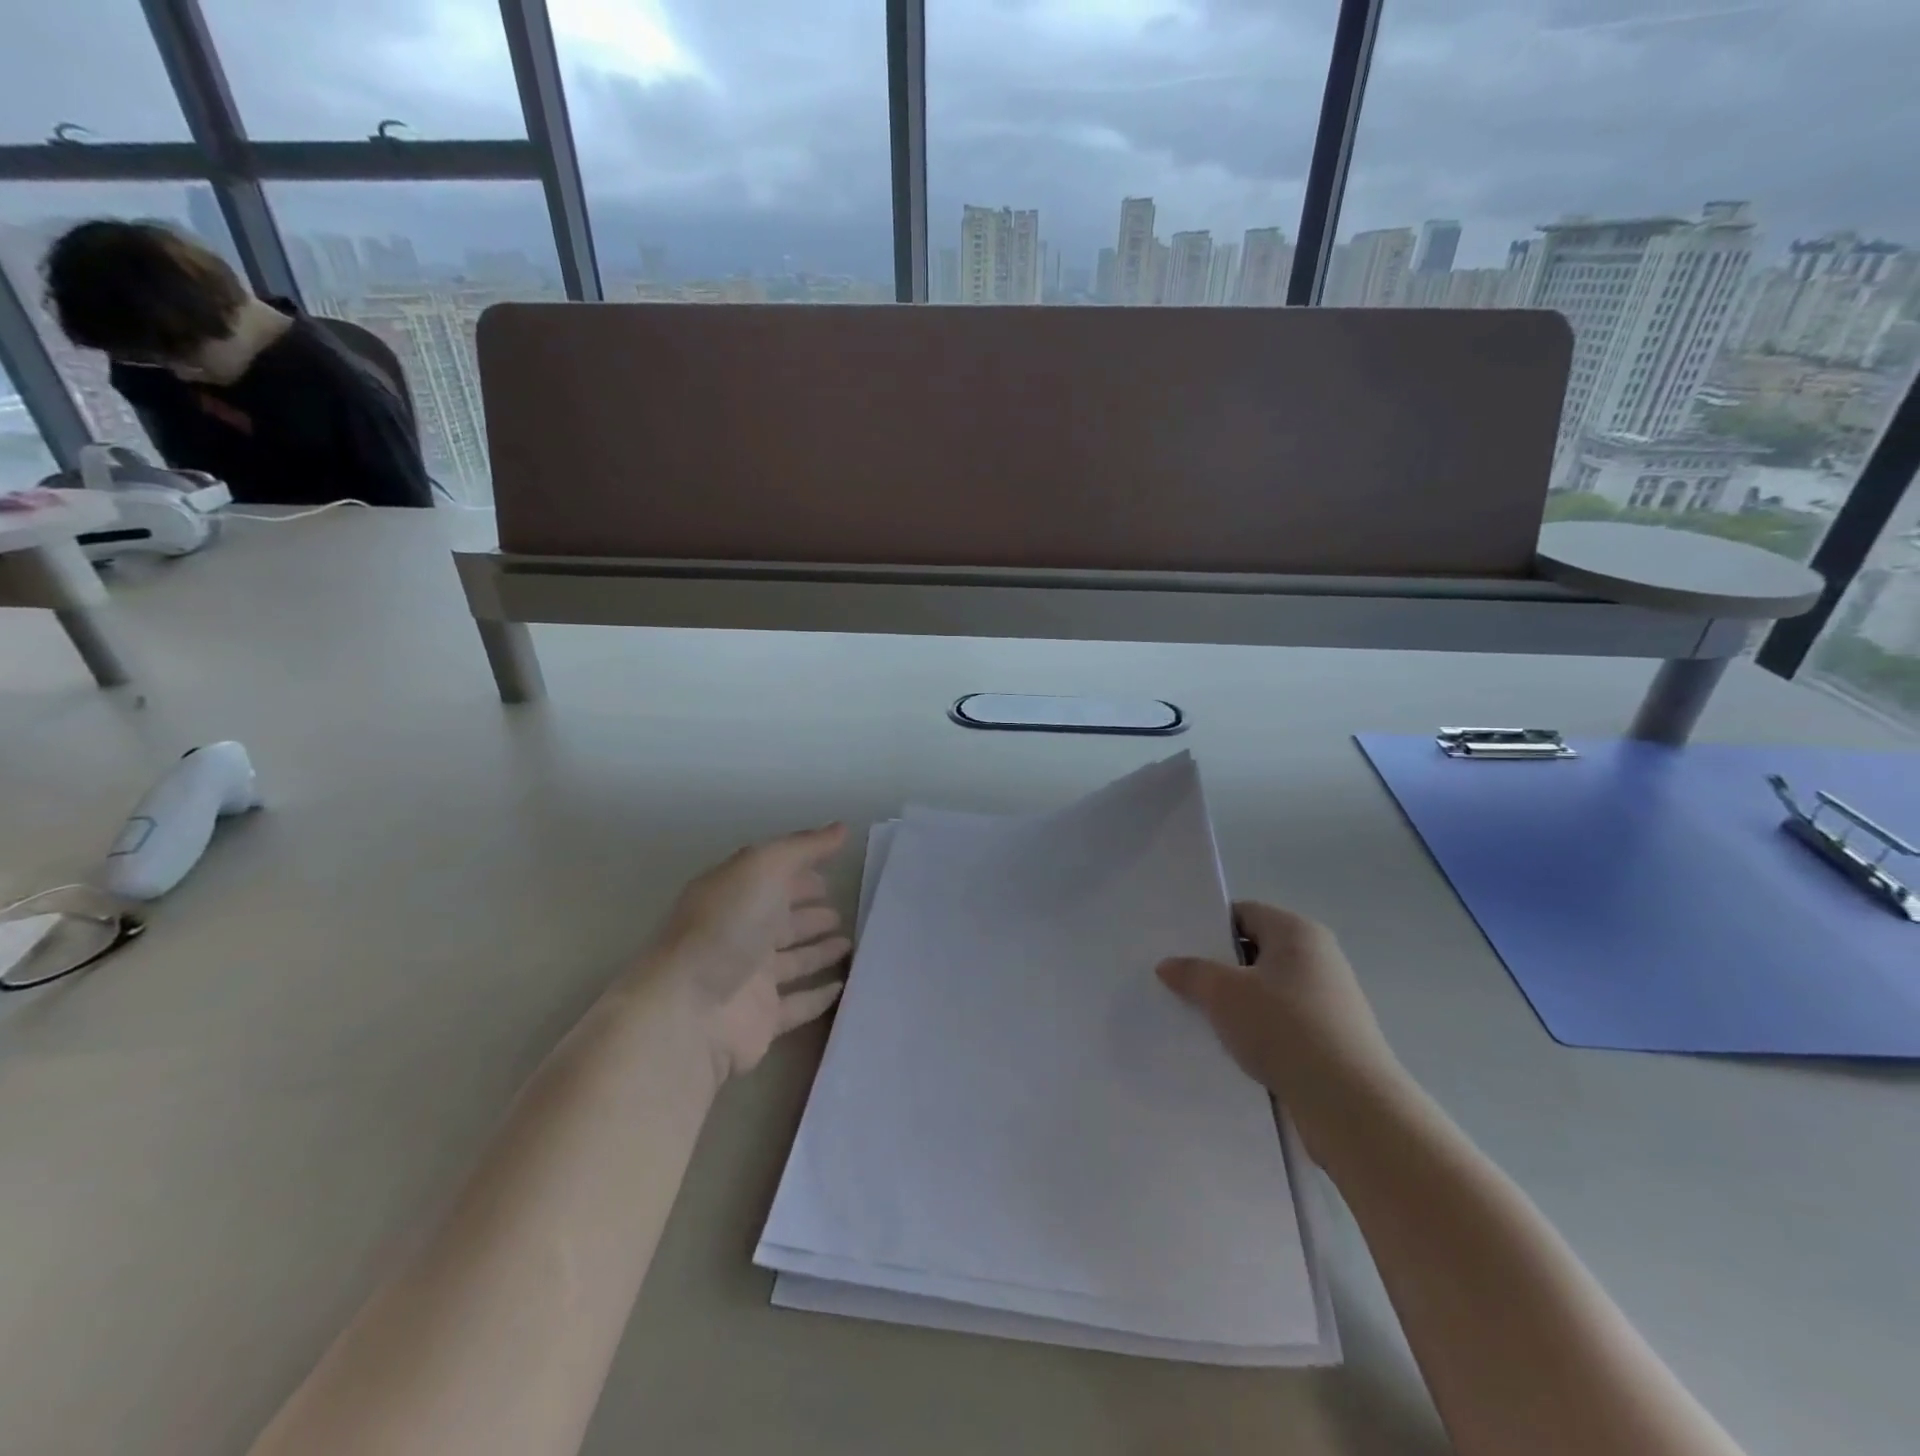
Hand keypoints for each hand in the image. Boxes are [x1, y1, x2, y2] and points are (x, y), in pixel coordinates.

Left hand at [646, 824, 852, 1082]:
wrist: (689, 1012)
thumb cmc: (726, 928)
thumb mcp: (764, 868)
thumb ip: (803, 847)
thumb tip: (841, 828)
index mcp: (732, 896)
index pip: (771, 878)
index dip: (800, 873)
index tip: (832, 874)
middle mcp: (738, 934)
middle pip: (780, 920)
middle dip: (809, 913)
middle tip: (842, 911)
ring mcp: (749, 979)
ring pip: (791, 961)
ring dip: (818, 951)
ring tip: (849, 944)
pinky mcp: (761, 1019)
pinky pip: (797, 1004)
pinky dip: (819, 996)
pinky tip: (842, 987)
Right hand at [1157, 902, 1401, 1111]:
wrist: (1350, 1104)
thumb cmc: (1284, 1027)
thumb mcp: (1223, 994)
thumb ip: (1192, 973)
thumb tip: (1168, 965)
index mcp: (1297, 932)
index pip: (1244, 913)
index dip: (1209, 928)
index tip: (1180, 949)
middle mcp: (1319, 957)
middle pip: (1256, 951)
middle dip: (1220, 968)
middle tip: (1182, 983)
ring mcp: (1330, 999)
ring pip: (1268, 990)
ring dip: (1237, 1003)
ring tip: (1202, 1019)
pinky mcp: (1333, 1038)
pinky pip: (1283, 1022)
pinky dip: (1259, 1030)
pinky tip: (1234, 1049)